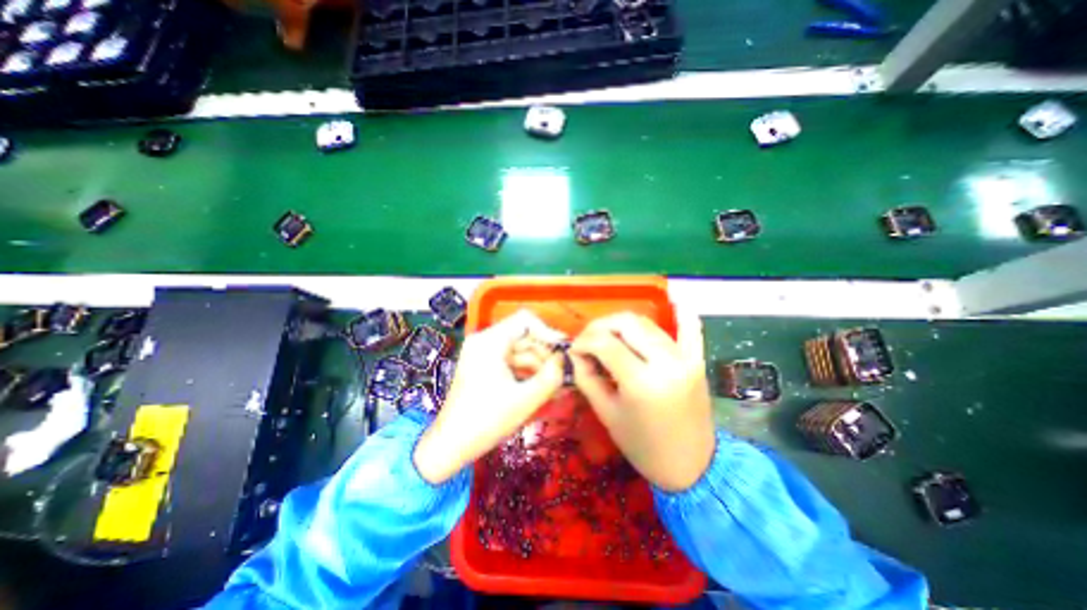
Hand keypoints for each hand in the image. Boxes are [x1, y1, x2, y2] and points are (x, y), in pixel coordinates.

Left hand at [414, 312, 568, 482]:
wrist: (450, 446)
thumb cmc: (486, 421)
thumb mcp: (525, 399)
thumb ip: (551, 377)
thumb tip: (566, 360)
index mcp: (489, 341)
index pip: (525, 320)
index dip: (548, 332)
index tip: (563, 351)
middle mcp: (485, 341)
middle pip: (525, 337)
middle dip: (546, 356)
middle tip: (565, 375)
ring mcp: (484, 354)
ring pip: (521, 351)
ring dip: (540, 367)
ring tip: (559, 387)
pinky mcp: (486, 366)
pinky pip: (513, 363)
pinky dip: (528, 374)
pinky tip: (544, 389)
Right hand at [569, 313, 714, 491]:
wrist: (691, 466)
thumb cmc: (643, 446)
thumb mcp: (607, 414)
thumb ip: (587, 378)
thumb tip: (576, 354)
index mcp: (642, 383)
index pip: (605, 343)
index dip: (583, 342)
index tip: (574, 350)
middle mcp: (666, 363)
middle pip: (626, 323)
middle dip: (601, 326)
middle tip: (589, 341)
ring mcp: (685, 359)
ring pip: (648, 324)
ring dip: (623, 324)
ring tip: (609, 338)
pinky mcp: (697, 361)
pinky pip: (691, 330)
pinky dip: (682, 315)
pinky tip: (676, 301)